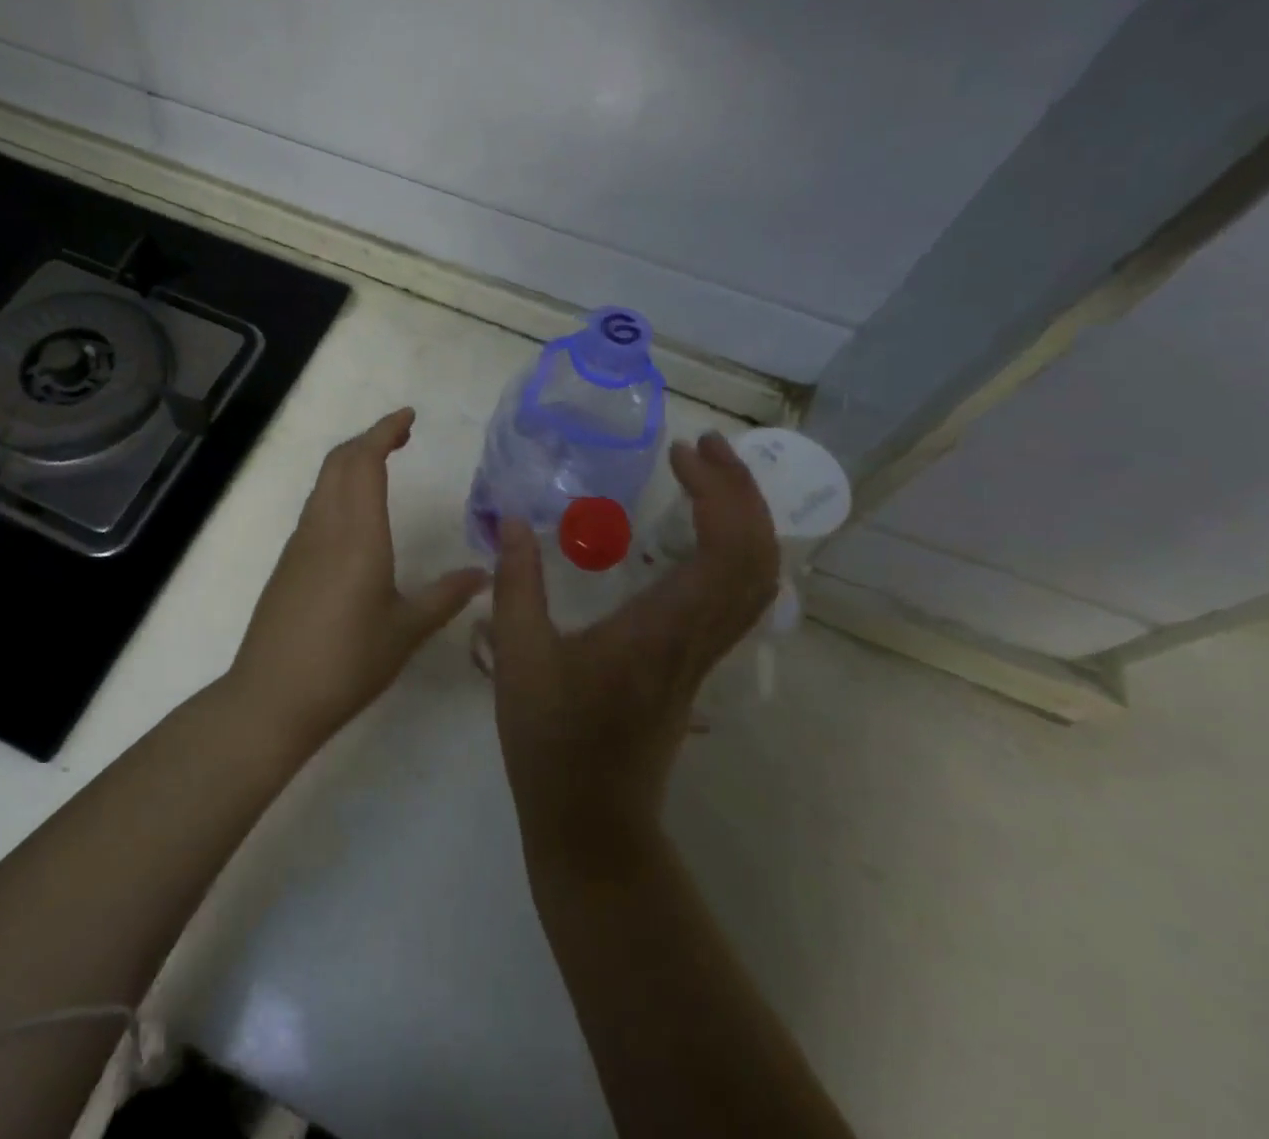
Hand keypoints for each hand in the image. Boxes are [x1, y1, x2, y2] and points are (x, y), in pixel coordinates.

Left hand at [228, 408, 488, 745]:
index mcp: (357, 535)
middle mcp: (324, 527)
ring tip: (382, 466)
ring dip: (351, 463)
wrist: (272, 697)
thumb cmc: (346, 663)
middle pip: (339, 462)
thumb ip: (446, 596)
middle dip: (368, 439)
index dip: (383, 431)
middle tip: (401, 436)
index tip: (407, 416)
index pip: (364, 462)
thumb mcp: (406, 631)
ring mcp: (300, 543)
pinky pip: (316, 507)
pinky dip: (338, 489)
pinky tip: (357, 515)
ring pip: (324, 482)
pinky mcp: (288, 562)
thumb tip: (483, 572)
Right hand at [491, 433, 778, 849]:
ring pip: (758, 578)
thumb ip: (516, 582)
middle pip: (758, 558)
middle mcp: (697, 638)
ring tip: (709, 476)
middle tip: (704, 446)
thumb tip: (510, 517)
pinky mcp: (697, 663)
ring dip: (746, 518)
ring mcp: (704, 653)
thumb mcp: (519, 656)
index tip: (684, 452)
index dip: (720, 493)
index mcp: (660, 631)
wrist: (593, 821)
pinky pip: (739, 596)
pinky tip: (699, 533)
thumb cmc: (552, 740)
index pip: (725, 552)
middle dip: (743, 492)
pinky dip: (736, 550)